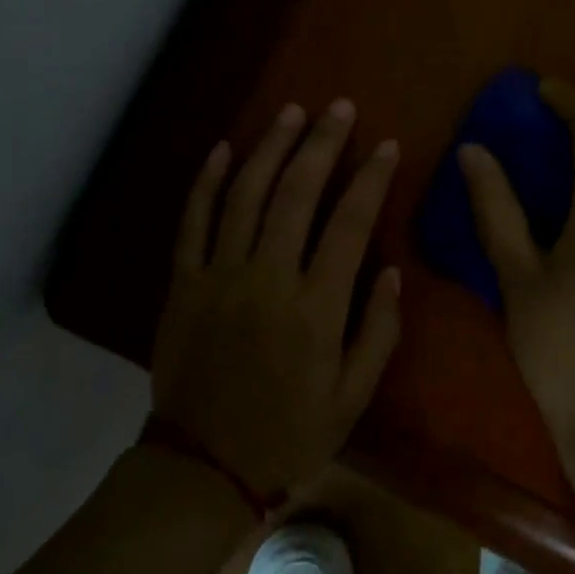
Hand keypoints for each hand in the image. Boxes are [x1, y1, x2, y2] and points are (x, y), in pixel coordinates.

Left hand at [151, 99, 402, 500]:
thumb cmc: (289, 432)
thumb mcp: (354, 397)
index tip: (387, 146)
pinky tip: (223, 149)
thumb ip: (378, 332)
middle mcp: (267, 279)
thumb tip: (391, 272)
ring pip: (244, 195)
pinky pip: (192, 222)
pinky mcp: (183, 283)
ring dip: (269, 148)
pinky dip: (206, 182)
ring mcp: (218, 276)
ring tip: (292, 113)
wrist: (204, 465)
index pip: (348, 224)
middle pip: (295, 194)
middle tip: (339, 108)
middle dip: (322, 144)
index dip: (370, 179)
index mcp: (315, 308)